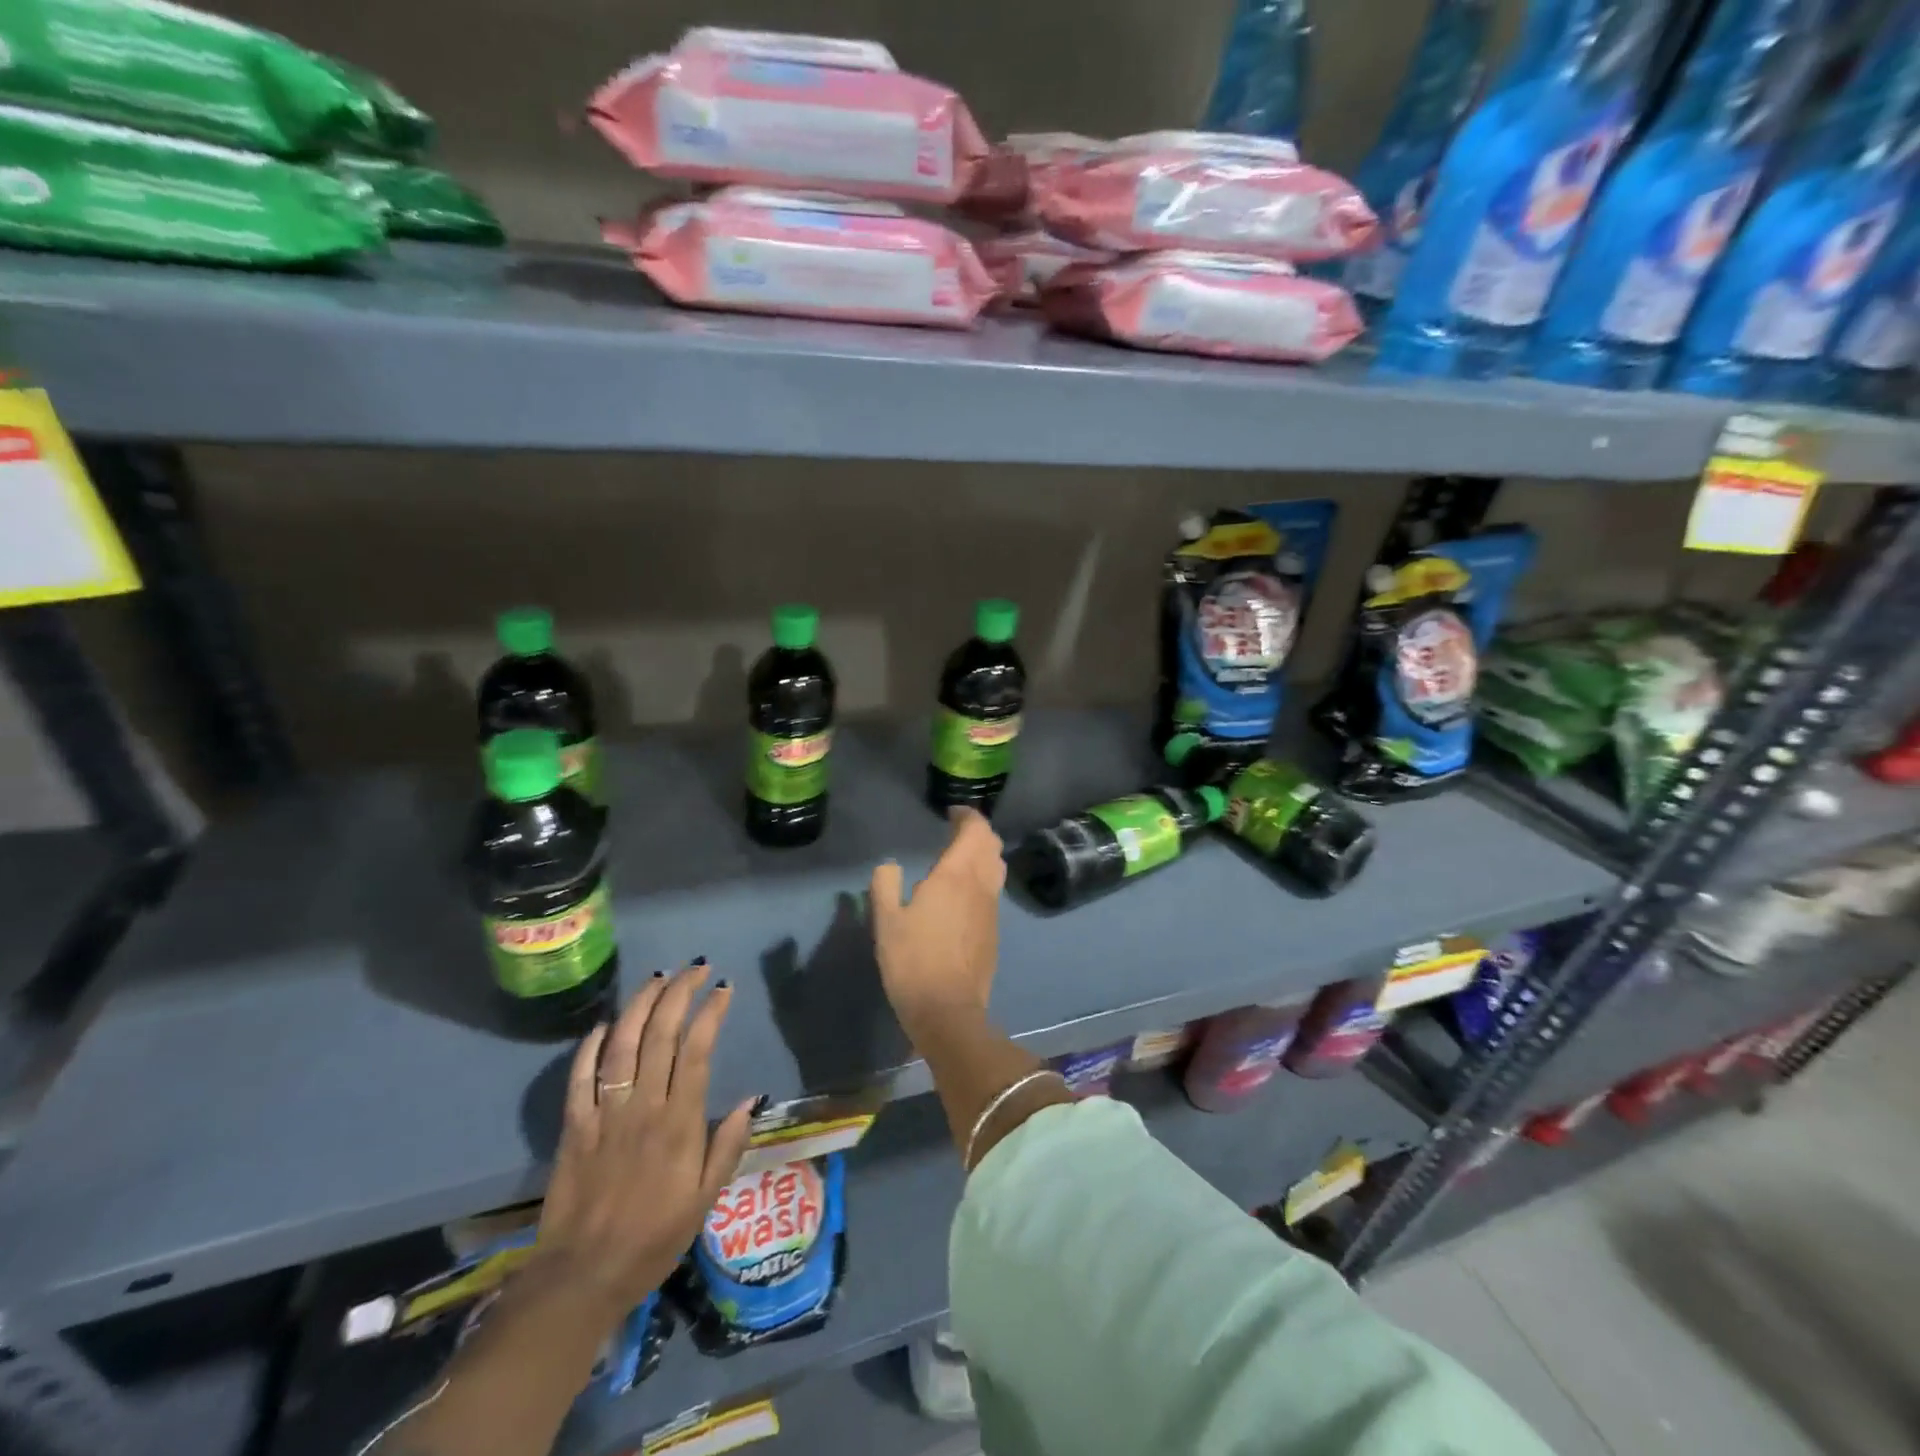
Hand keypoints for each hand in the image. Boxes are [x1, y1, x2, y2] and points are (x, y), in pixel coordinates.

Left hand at [534, 965, 755, 1321]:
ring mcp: (604, 1114)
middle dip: (679, 994)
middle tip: (695, 969)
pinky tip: (605, 1024)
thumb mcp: (704, 1200)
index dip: (710, 1013)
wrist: (581, 1278)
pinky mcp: (574, 1127)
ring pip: (621, 1045)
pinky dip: (591, 1045)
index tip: (723, 988)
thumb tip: (751, 1100)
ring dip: (640, 1006)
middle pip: (660, 1035)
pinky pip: (580, 1077)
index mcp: (679, 1123)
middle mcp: (642, 1107)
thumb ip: (727, 1146)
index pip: (697, 1050)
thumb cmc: (653, 1239)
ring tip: (658, 979)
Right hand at [871, 808, 1005, 1043]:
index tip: (952, 813)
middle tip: (956, 831)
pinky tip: (962, 894)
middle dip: (978, 832)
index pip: (976, 830)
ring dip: (983, 854)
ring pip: (996, 868)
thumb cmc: (913, 961)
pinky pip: (993, 891)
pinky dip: (983, 879)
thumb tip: (889, 866)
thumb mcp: (886, 921)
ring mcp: (991, 909)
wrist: (948, 1010)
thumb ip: (885, 885)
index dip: (968, 816)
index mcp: (956, 875)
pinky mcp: (994, 931)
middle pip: (992, 845)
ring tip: (959, 859)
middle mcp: (981, 885)